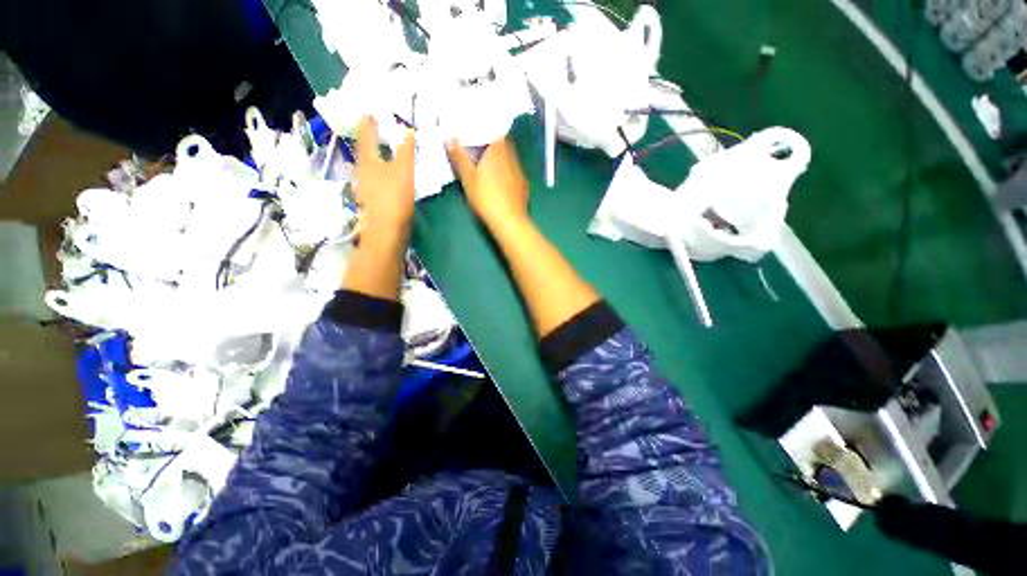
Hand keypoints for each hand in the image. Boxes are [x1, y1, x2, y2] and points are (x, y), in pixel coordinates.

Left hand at [355, 116, 415, 234]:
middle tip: (376, 128)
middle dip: (369, 138)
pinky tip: (386, 173)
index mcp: (368, 160)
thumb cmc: (393, 198)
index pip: (365, 134)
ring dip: (375, 154)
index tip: (369, 111)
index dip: (368, 122)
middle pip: (364, 149)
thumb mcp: (404, 171)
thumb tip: (407, 129)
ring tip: (383, 148)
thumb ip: (405, 150)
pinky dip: (379, 169)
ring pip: (368, 164)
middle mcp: (362, 170)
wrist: (386, 231)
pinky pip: (374, 177)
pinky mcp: (372, 198)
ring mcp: (365, 185)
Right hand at [447, 137, 529, 227]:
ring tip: (490, 165)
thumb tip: (450, 138)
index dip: (487, 130)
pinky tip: (501, 182)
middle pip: (504, 144)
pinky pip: (514, 172)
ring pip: (510, 158)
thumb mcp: (467, 179)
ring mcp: (519, 172)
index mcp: (497, 152)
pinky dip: (507, 172)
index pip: (495, 132)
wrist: (509, 221)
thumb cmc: (486, 198)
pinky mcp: (523, 186)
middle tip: (481, 149)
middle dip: (493, 144)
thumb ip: (459, 158)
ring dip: (501, 159)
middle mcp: (511, 158)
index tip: (477, 133)